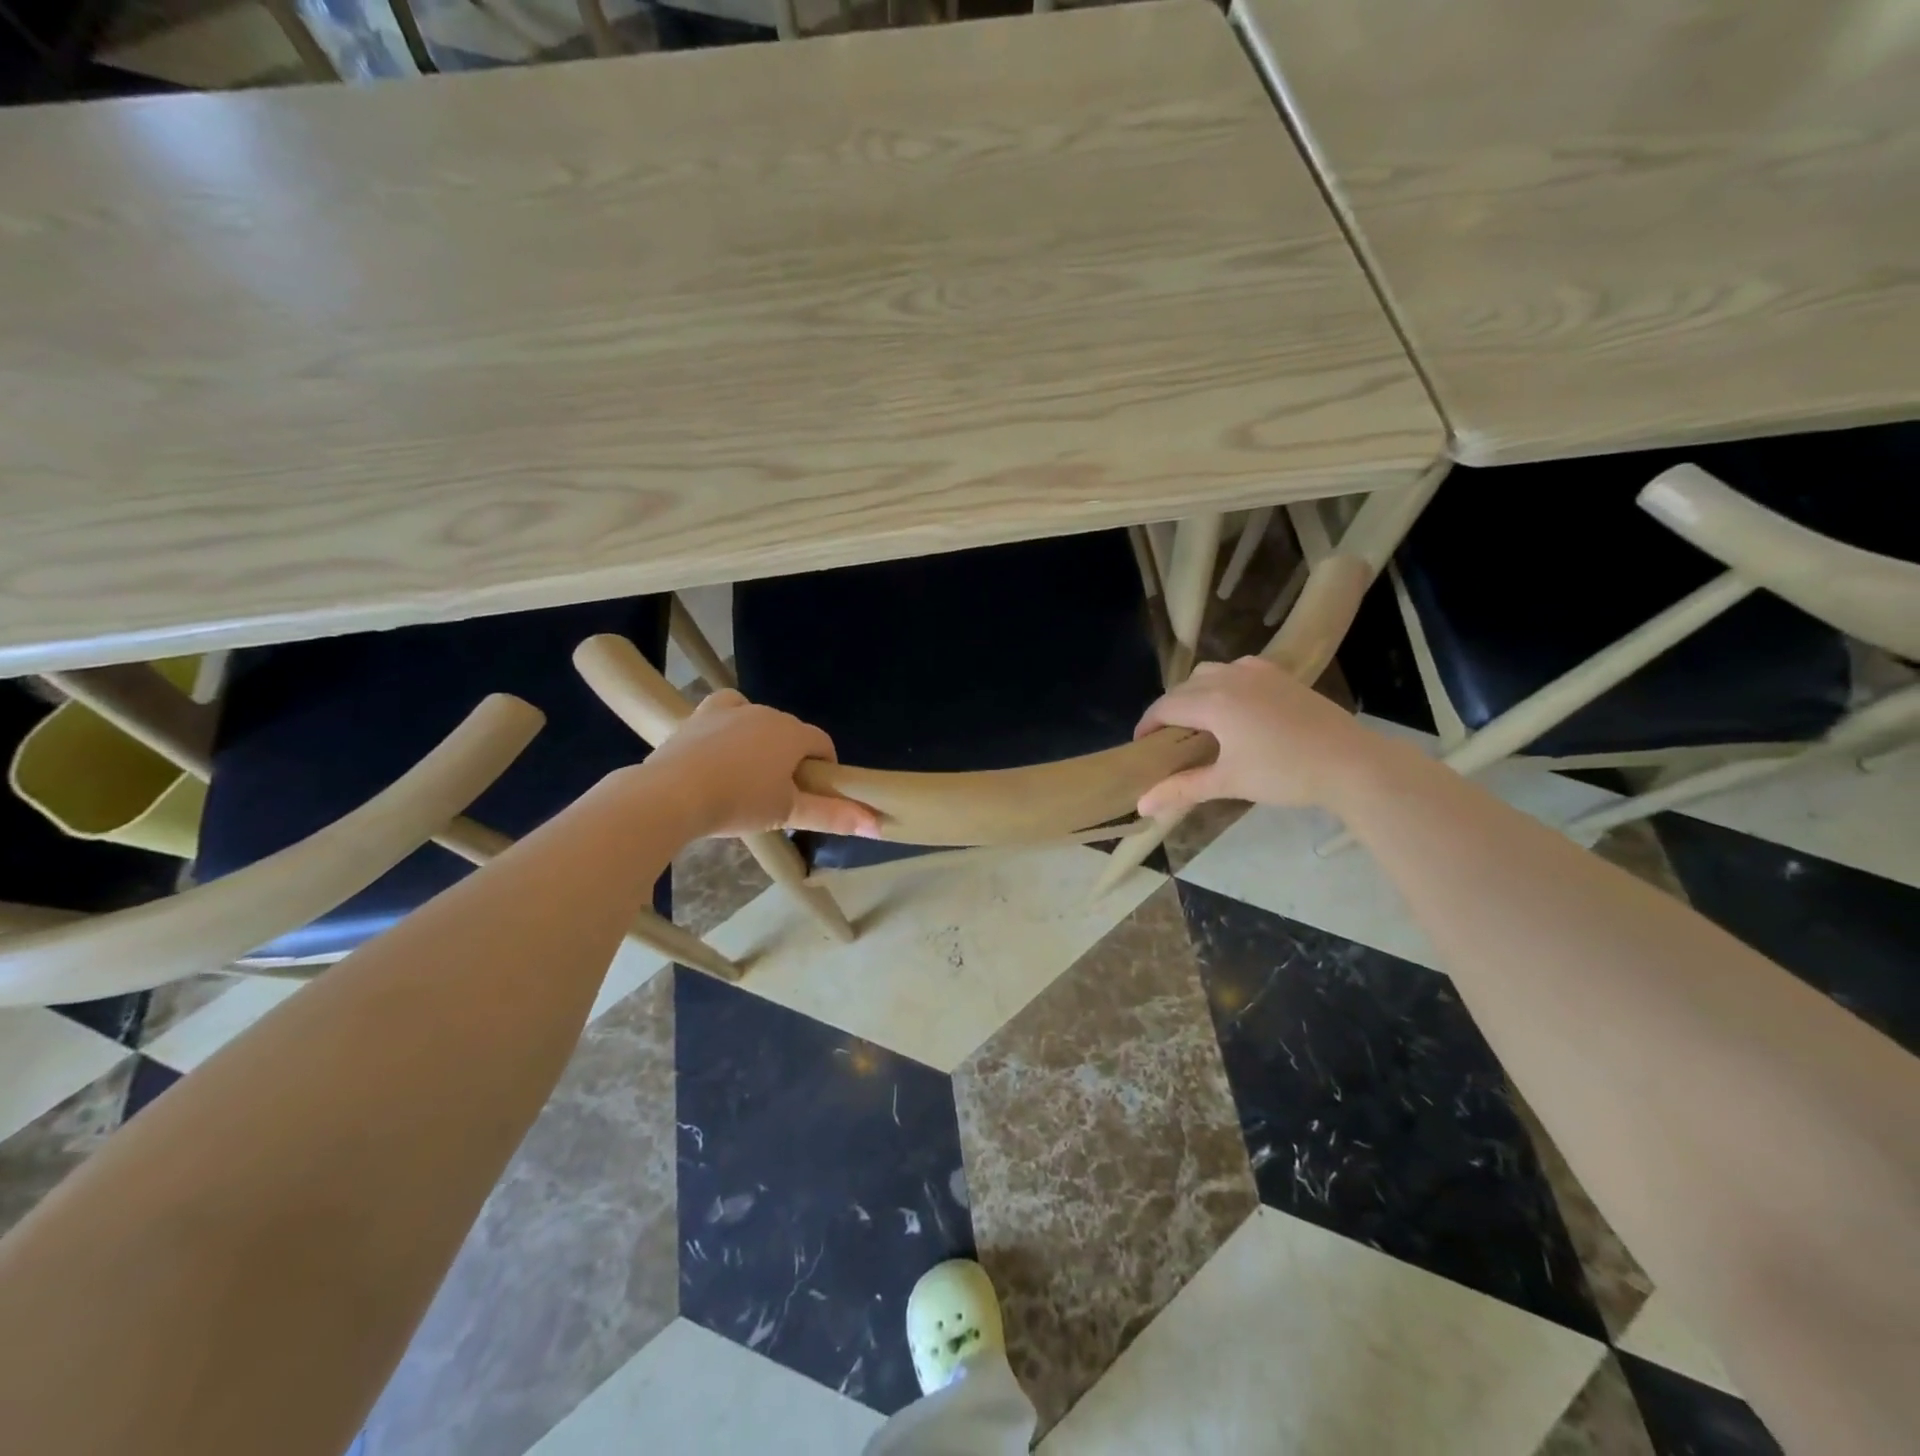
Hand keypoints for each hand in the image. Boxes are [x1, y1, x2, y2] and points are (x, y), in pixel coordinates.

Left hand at [642, 690, 878, 838]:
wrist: (672, 794)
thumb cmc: (738, 803)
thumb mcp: (789, 814)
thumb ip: (834, 816)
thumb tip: (877, 825)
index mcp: (793, 734)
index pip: (823, 744)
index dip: (825, 768)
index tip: (815, 795)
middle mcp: (767, 713)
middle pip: (792, 733)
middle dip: (793, 758)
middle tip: (780, 794)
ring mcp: (731, 710)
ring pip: (760, 721)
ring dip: (763, 743)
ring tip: (749, 776)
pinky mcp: (700, 714)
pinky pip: (727, 710)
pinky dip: (732, 723)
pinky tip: (724, 743)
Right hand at [1133, 657, 1378, 817]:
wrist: (1351, 762)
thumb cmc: (1284, 773)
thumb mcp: (1229, 782)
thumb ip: (1182, 788)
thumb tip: (1142, 805)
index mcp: (1213, 701)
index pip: (1165, 707)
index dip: (1147, 726)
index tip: (1141, 747)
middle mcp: (1230, 678)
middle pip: (1184, 688)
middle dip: (1169, 711)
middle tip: (1168, 742)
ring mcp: (1257, 672)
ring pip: (1210, 673)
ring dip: (1194, 693)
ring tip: (1199, 722)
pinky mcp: (1280, 675)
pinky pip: (1237, 669)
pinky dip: (1223, 683)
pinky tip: (1235, 706)